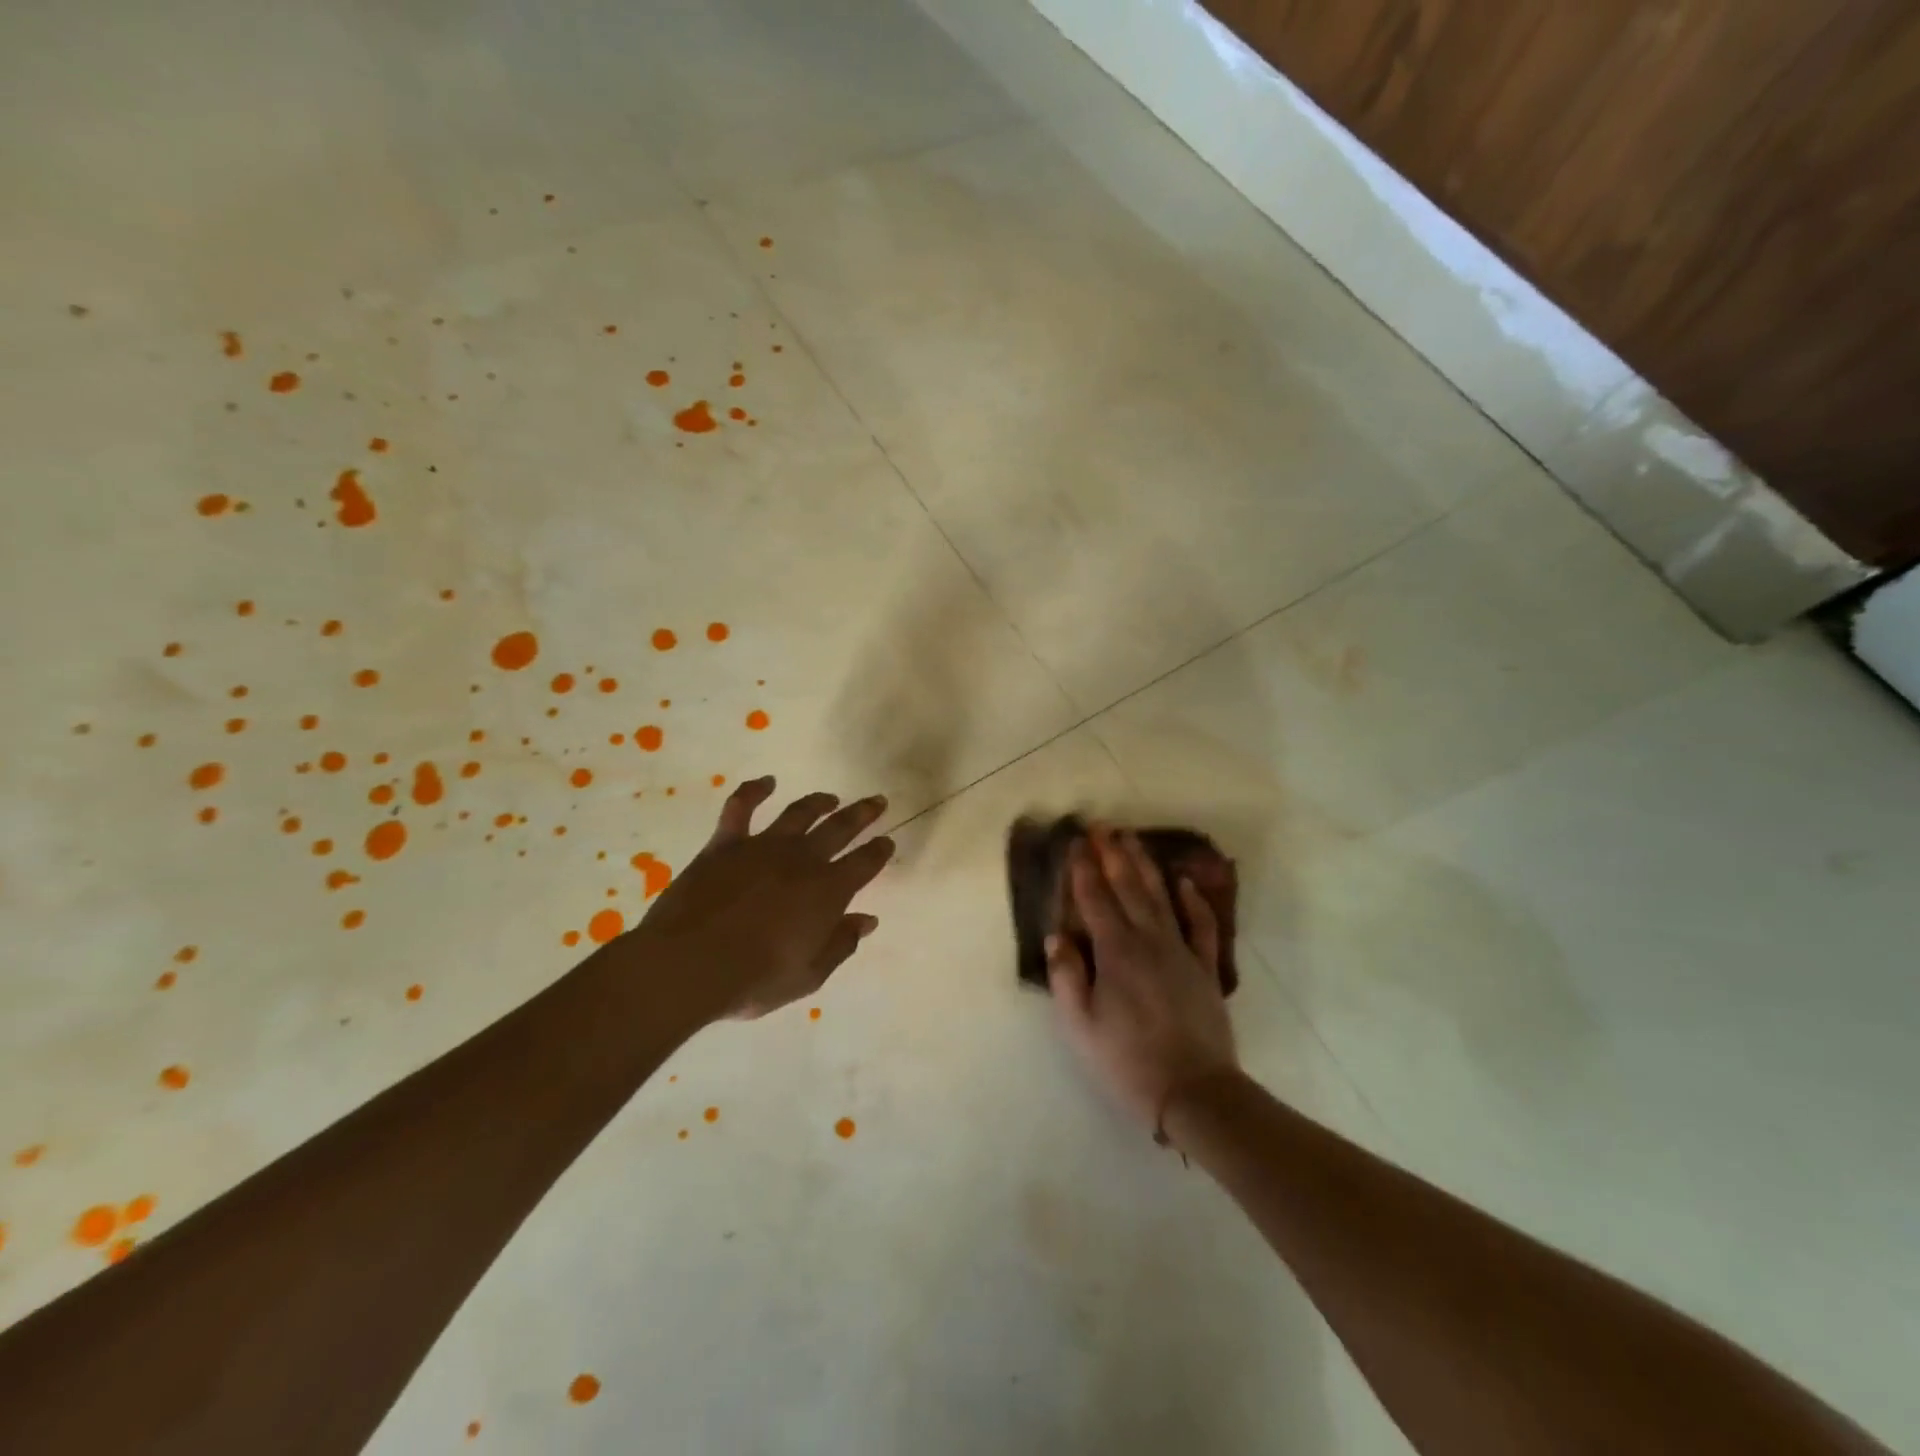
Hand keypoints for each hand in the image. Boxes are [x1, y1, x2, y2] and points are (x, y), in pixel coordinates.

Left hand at [632, 777, 893, 1020]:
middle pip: (840, 828)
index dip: (879, 851)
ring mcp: (763, 847)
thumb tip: (867, 920)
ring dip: (818, 802)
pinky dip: (754, 790)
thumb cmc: (755, 979)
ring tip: (830, 798)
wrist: (690, 965)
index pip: (864, 863)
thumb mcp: (809, 975)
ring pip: (799, 814)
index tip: (887, 842)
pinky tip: (766, 782)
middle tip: (876, 802)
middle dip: (862, 814)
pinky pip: (741, 807)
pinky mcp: (725, 844)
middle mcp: (802, 860)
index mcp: (828, 891)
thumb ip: (841, 944)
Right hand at [1047, 826, 1239, 1132]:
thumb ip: (1067, 977)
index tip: (1075, 842)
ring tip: (1132, 840)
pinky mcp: (1205, 968)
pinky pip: (1201, 926)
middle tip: (1102, 826)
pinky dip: (1194, 901)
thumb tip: (1057, 936)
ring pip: (1161, 897)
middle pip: (1128, 888)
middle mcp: (1148, 940)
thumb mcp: (1081, 1026)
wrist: (1194, 1091)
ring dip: (1145, 866)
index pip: (1095, 899)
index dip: (1083, 869)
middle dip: (1112, 855)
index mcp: (1115, 952)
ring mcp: (1181, 951)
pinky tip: (1184, 883)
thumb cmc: (1127, 1060)